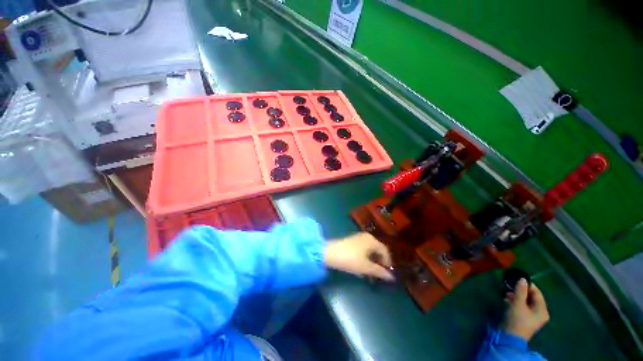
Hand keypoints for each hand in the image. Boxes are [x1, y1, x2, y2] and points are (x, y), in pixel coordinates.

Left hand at [325, 233, 394, 280]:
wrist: (329, 253)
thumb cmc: (350, 259)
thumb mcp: (366, 267)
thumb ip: (379, 272)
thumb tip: (391, 277)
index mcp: (372, 240)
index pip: (385, 251)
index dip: (387, 262)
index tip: (387, 273)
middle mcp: (366, 236)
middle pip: (377, 249)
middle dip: (379, 262)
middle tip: (379, 274)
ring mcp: (358, 237)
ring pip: (370, 250)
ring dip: (372, 261)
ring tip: (370, 272)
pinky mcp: (352, 240)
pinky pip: (363, 249)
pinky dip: (365, 257)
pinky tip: (362, 266)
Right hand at [502, 279, 549, 340]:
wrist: (510, 337)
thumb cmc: (517, 320)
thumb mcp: (518, 304)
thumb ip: (520, 291)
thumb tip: (522, 279)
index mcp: (542, 310)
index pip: (537, 293)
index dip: (528, 285)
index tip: (517, 279)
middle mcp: (540, 313)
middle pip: (532, 297)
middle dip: (520, 291)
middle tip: (510, 286)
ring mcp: (533, 317)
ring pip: (526, 302)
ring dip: (516, 296)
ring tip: (506, 293)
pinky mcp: (525, 319)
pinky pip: (522, 306)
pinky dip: (515, 302)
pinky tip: (507, 300)